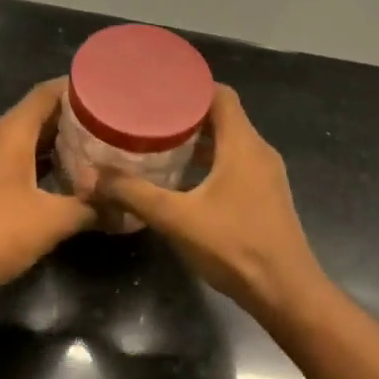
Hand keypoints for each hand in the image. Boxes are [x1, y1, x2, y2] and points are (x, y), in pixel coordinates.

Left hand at [0, 79, 95, 293]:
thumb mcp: (51, 221)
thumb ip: (90, 209)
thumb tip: (125, 210)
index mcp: (9, 133)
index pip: (46, 93)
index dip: (77, 88)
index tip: (108, 91)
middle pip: (37, 115)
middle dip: (73, 119)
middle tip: (111, 124)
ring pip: (24, 140)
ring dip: (56, 144)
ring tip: (95, 149)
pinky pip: (14, 160)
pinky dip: (40, 163)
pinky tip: (64, 180)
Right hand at [90, 85, 325, 317]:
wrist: (285, 291)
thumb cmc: (234, 246)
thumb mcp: (176, 218)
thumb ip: (134, 194)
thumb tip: (93, 177)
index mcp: (243, 144)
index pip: (221, 95)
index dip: (191, 87)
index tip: (158, 89)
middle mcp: (259, 151)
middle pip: (224, 117)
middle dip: (187, 115)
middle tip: (148, 117)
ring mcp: (266, 175)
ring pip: (230, 144)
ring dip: (198, 142)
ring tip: (159, 145)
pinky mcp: (266, 197)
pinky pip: (236, 165)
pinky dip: (210, 164)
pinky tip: (183, 181)